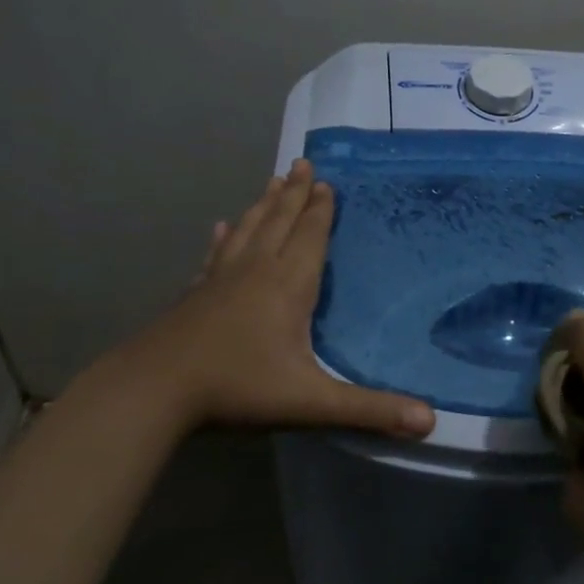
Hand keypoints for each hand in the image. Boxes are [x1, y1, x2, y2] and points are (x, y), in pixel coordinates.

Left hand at [113, 160, 435, 439]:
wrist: (153, 390)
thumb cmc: (237, 387)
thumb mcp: (311, 401)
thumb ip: (369, 410)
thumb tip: (430, 421)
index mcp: (287, 285)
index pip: (309, 236)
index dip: (320, 210)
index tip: (325, 181)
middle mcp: (255, 271)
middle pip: (278, 221)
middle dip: (293, 193)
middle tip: (301, 162)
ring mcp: (220, 280)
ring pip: (247, 230)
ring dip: (263, 204)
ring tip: (271, 181)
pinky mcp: (195, 294)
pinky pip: (215, 255)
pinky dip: (223, 238)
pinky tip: (220, 228)